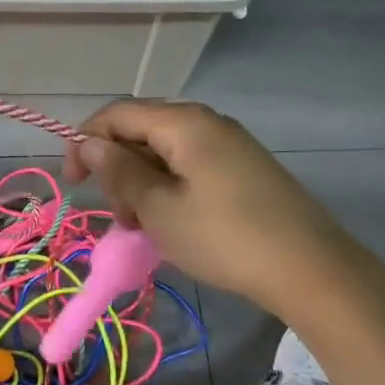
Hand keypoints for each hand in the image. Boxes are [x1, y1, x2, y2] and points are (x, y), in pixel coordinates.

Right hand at [64, 100, 341, 298]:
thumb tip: (90, 142)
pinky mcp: (244, 170)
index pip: (118, 114)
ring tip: (143, 228)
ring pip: (165, 153)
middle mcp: (207, 123)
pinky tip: (171, 224)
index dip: (86, 141)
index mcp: (184, 123)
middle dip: (117, 169)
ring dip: (142, 184)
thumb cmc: (224, 238)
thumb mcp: (159, 208)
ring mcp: (230, 146)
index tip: (74, 182)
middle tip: (120, 216)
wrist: (311, 270)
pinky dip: (168, 190)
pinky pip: (190, 167)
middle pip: (141, 131)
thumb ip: (120, 171)